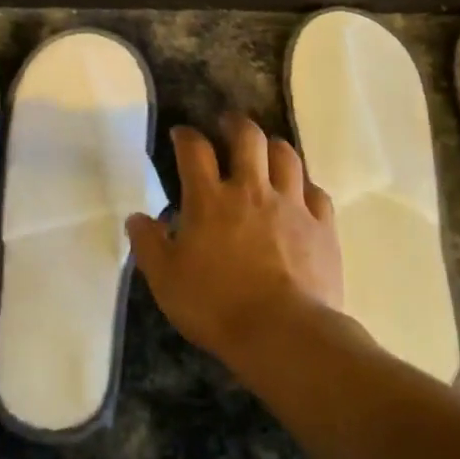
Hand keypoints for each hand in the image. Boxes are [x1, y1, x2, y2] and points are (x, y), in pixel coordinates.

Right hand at [126, 115, 341, 365]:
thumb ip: (148, 244)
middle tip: (228, 124)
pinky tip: (300, 192)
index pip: (194, 150)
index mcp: (210, 200)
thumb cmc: (216, 306)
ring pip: (286, 156)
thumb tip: (137, 217)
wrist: (284, 334)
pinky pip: (316, 192)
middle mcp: (252, 190)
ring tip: (266, 150)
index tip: (181, 134)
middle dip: (235, 124)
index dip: (186, 135)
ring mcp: (292, 206)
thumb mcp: (166, 280)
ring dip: (273, 146)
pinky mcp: (323, 227)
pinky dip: (305, 185)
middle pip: (248, 138)